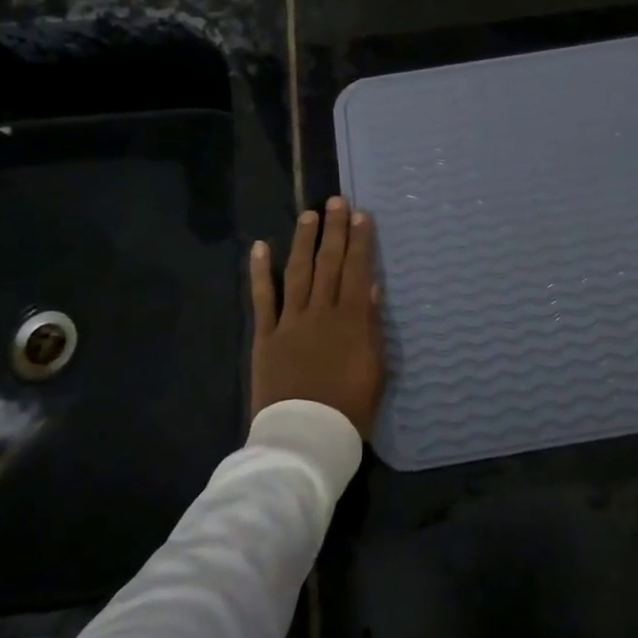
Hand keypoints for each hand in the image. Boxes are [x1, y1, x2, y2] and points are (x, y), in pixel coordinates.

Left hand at [249, 197, 384, 436]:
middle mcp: (320, 312)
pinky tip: (261, 247)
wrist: (306, 436)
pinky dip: (261, 272)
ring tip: (309, 215)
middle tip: (336, 201)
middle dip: (333, 230)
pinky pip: (262, 298)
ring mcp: (290, 322)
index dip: (359, 241)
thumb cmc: (350, 408)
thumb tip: (370, 286)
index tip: (361, 215)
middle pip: (328, 263)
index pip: (356, 269)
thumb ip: (372, 325)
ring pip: (298, 272)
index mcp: (351, 320)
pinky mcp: (266, 336)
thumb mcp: (376, 369)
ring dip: (303, 241)